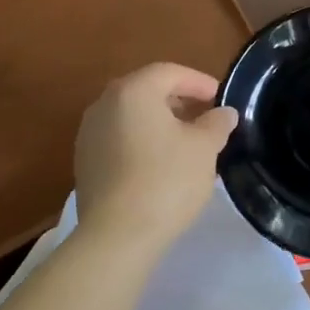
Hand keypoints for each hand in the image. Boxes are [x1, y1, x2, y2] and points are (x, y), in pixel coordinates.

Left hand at [73, 62, 238, 255]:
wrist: (116, 237)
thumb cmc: (166, 180)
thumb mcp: (203, 148)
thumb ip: (216, 124)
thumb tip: (224, 113)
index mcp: (133, 91)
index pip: (170, 73)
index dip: (198, 82)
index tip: (220, 98)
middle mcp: (104, 104)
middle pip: (147, 91)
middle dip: (178, 101)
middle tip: (205, 117)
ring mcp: (89, 134)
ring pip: (131, 116)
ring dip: (159, 122)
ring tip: (185, 142)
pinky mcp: (84, 162)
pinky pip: (119, 139)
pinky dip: (141, 141)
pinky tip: (160, 164)